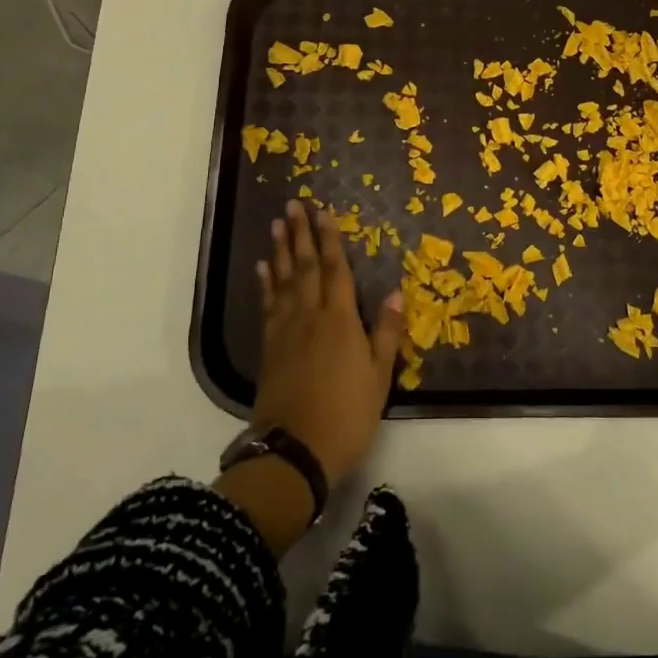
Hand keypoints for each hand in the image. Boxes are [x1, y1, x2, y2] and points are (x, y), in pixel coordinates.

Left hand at [254, 200, 404, 486]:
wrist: (294, 452)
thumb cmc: (347, 415)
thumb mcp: (379, 378)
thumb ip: (385, 333)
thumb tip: (395, 293)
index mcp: (340, 320)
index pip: (336, 270)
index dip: (330, 239)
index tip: (324, 212)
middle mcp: (310, 316)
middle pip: (305, 267)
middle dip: (300, 234)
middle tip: (293, 205)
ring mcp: (286, 331)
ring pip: (283, 281)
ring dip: (281, 251)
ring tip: (277, 225)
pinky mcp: (270, 348)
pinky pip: (268, 306)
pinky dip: (266, 284)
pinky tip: (263, 269)